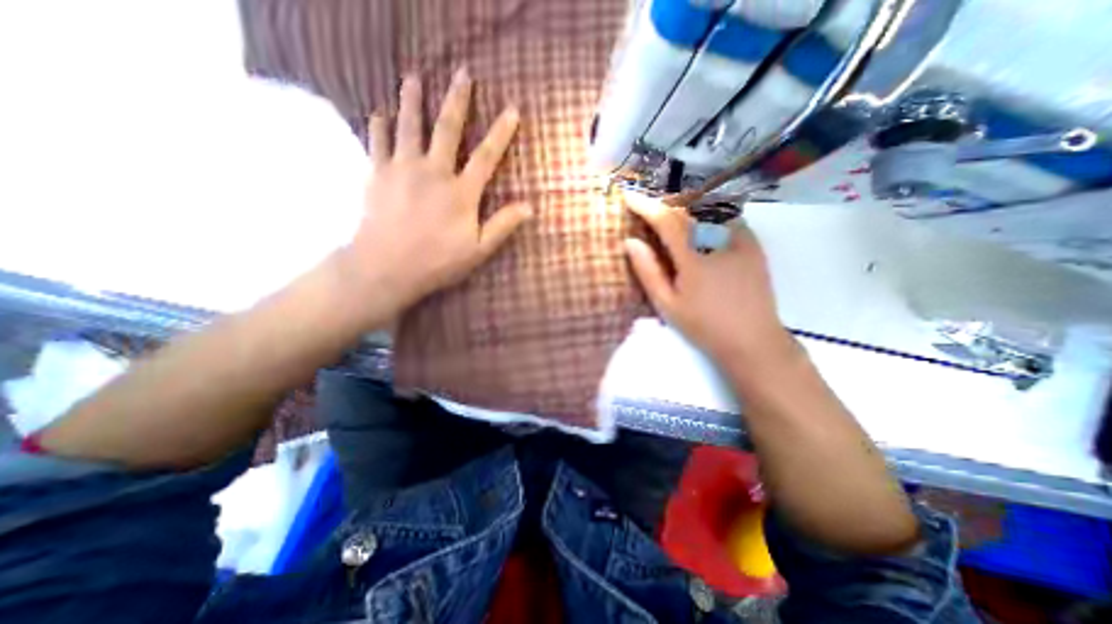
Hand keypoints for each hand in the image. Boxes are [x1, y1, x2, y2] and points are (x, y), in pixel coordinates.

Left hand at [339, 67, 527, 316]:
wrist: (387, 266)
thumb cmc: (438, 260)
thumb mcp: (479, 249)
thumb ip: (503, 225)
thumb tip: (530, 207)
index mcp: (461, 192)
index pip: (486, 156)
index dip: (501, 132)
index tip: (512, 109)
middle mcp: (433, 172)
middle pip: (447, 129)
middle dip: (457, 100)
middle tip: (462, 73)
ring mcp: (402, 169)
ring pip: (409, 126)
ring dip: (412, 100)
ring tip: (413, 78)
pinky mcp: (377, 174)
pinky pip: (377, 141)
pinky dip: (378, 125)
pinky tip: (379, 114)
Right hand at [623, 192, 793, 363]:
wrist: (753, 340)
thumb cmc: (704, 326)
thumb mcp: (668, 304)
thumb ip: (648, 271)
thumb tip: (630, 242)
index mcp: (694, 257)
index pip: (666, 220)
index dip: (646, 205)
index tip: (629, 196)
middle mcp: (719, 240)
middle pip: (686, 210)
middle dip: (663, 205)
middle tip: (647, 210)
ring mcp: (741, 239)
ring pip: (708, 209)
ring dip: (685, 208)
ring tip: (670, 216)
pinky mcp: (754, 244)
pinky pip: (727, 217)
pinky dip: (708, 214)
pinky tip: (701, 226)